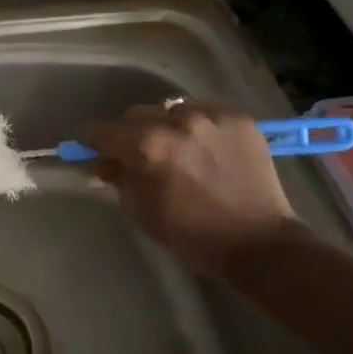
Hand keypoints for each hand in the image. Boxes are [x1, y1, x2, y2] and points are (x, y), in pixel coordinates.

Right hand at [81, 100, 306, 269]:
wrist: (259, 243)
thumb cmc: (192, 234)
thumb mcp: (140, 210)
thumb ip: (118, 177)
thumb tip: (106, 161)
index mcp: (146, 145)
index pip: (102, 130)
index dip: (93, 142)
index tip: (94, 151)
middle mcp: (176, 121)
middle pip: (136, 114)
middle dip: (131, 133)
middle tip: (138, 154)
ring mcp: (210, 115)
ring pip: (170, 109)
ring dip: (165, 126)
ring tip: (177, 148)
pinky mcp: (237, 117)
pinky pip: (203, 111)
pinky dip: (197, 125)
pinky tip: (203, 146)